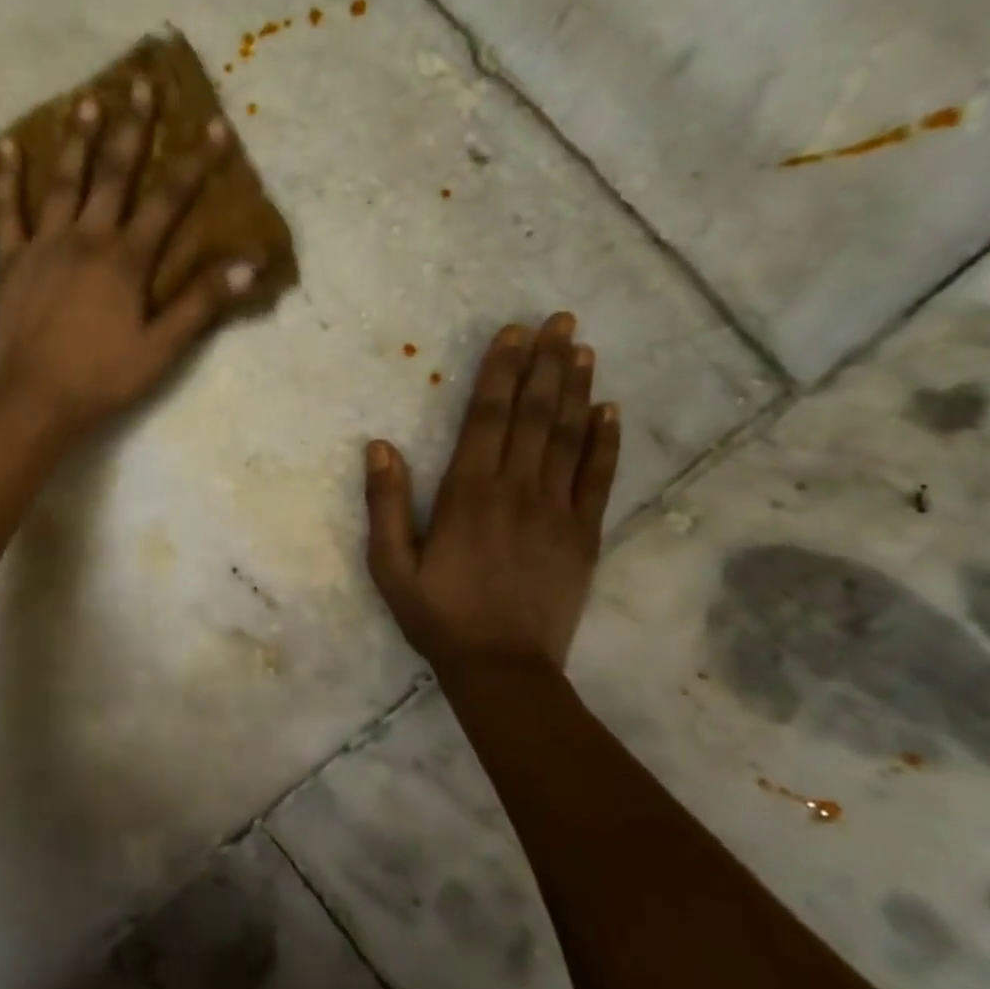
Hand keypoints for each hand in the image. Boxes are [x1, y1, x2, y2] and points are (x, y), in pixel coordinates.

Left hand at [0, 82, 258, 441]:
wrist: (35, 401)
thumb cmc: (103, 378)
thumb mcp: (162, 349)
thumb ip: (200, 303)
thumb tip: (247, 264)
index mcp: (126, 259)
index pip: (168, 200)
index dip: (194, 163)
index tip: (215, 127)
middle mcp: (86, 238)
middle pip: (114, 173)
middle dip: (132, 128)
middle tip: (142, 84)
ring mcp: (43, 245)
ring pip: (63, 181)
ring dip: (77, 139)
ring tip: (87, 99)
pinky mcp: (9, 261)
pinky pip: (6, 212)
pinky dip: (7, 179)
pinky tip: (8, 148)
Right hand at [364, 313, 621, 675]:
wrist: (503, 668)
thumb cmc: (438, 615)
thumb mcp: (390, 566)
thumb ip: (385, 504)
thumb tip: (379, 446)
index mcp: (468, 493)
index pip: (487, 416)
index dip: (501, 371)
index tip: (514, 333)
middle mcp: (516, 490)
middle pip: (534, 414)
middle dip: (546, 364)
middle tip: (562, 320)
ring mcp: (557, 511)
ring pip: (569, 437)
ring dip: (577, 389)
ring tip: (584, 349)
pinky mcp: (584, 535)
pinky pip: (598, 478)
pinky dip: (605, 441)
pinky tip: (610, 410)